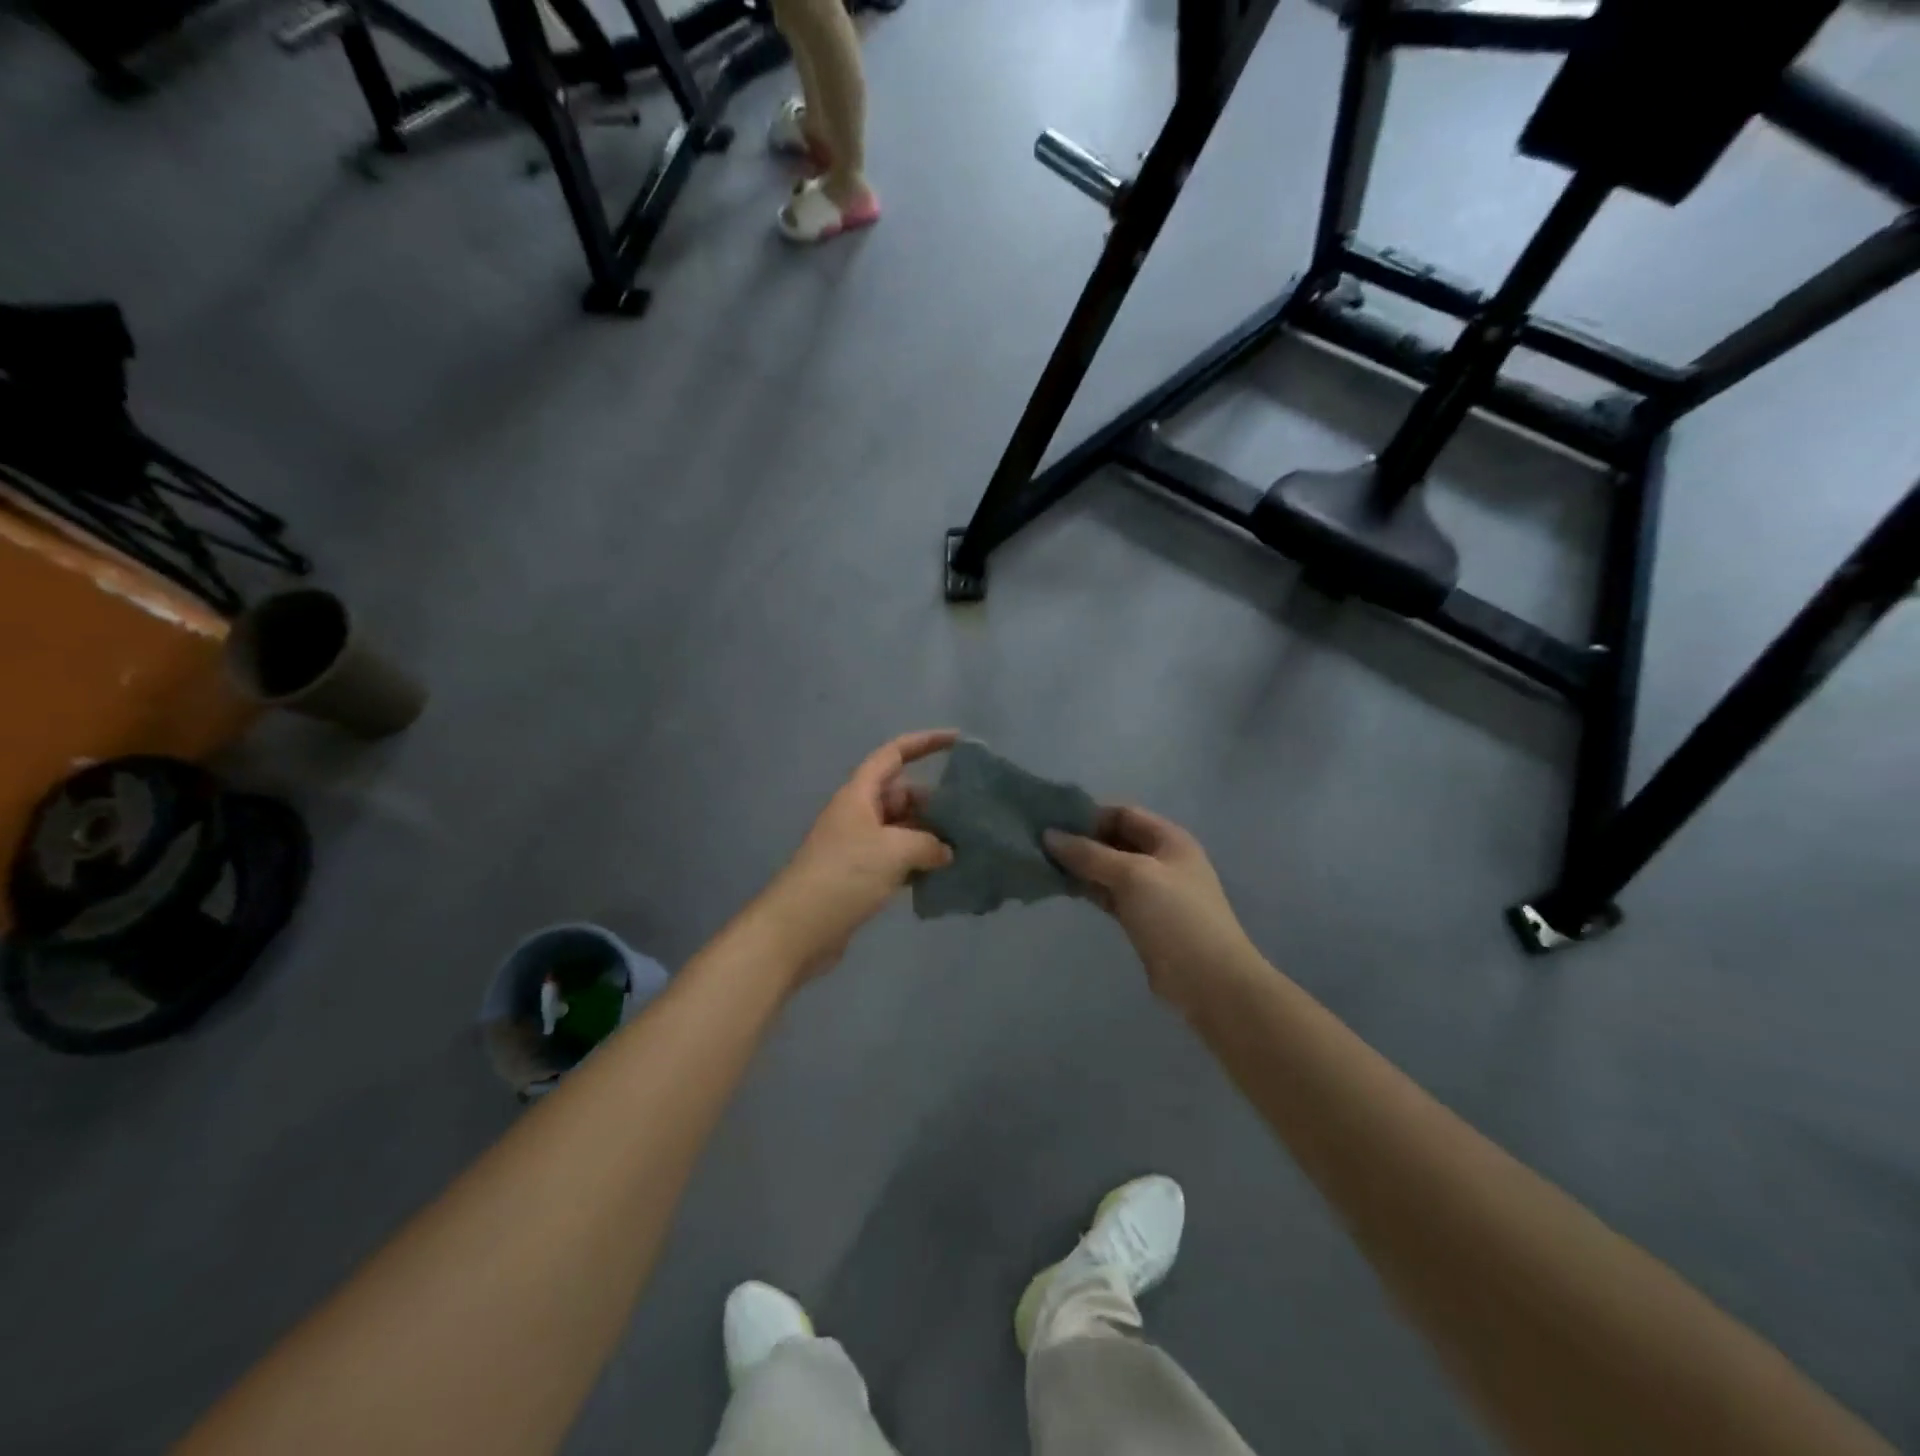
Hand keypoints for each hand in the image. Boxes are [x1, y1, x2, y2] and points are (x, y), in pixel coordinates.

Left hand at [758, 730, 957, 982]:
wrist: (798, 929)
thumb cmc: (844, 876)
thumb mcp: (893, 851)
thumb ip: (927, 843)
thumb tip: (945, 851)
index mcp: (859, 794)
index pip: (893, 754)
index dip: (924, 743)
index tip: (956, 741)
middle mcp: (858, 814)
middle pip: (901, 794)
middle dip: (934, 801)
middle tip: (971, 815)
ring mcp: (858, 846)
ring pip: (901, 829)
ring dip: (929, 835)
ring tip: (966, 845)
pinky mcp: (860, 876)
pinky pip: (896, 858)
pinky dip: (918, 862)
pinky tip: (943, 875)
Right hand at [1045, 807, 1254, 1010]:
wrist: (1209, 981)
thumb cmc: (1175, 916)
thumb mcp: (1132, 876)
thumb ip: (1090, 854)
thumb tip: (1049, 835)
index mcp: (1169, 839)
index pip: (1123, 814)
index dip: (1090, 815)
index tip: (1054, 823)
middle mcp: (1161, 859)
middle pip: (1115, 840)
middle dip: (1082, 841)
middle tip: (1042, 845)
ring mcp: (1153, 891)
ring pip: (1110, 869)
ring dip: (1082, 866)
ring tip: (1045, 864)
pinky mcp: (1142, 918)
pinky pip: (1110, 894)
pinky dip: (1089, 889)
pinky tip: (1064, 888)